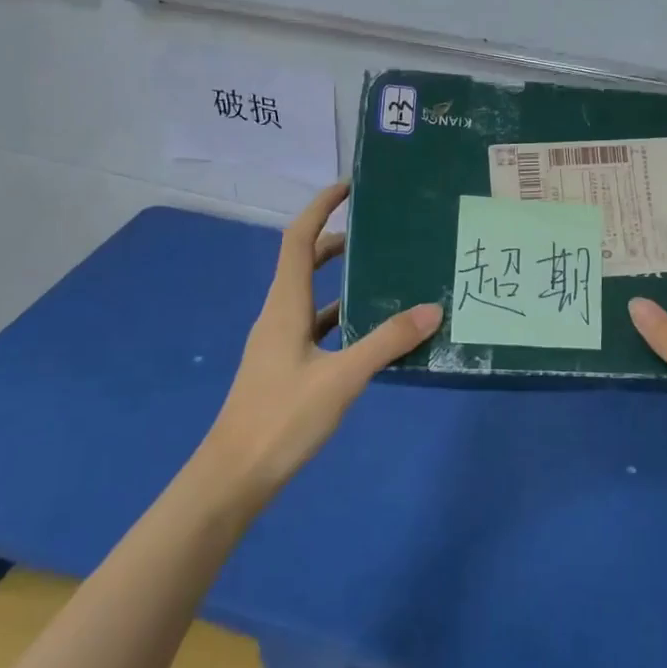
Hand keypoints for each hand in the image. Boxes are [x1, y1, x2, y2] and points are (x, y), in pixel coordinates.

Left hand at [197, 182, 441, 492]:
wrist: (233, 478)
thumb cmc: (281, 419)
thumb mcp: (342, 378)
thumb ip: (387, 342)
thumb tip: (432, 309)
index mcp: (284, 306)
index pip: (298, 240)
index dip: (320, 208)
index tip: (349, 189)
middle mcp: (278, 316)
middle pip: (304, 263)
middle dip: (336, 241)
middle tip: (378, 233)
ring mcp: (280, 344)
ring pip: (313, 297)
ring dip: (343, 282)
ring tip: (385, 277)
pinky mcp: (286, 368)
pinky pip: (318, 329)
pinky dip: (343, 319)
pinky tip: (372, 334)